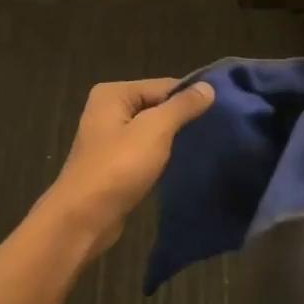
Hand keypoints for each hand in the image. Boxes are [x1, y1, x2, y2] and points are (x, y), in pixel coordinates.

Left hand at [42, 78, 215, 250]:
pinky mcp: (112, 163)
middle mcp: (107, 109)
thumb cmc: (118, 167)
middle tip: (216, 130)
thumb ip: (182, 106)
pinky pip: (144, 151)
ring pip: (151, 130)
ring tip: (203, 146)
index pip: (163, 85)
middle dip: (182, 118)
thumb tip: (208, 87)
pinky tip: (179, 163)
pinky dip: (160, 156)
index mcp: (113, 93)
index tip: (221, 112)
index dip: (191, 98)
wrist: (83, 218)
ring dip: (172, 139)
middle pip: (156, 106)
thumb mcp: (155, 130)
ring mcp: (108, 138)